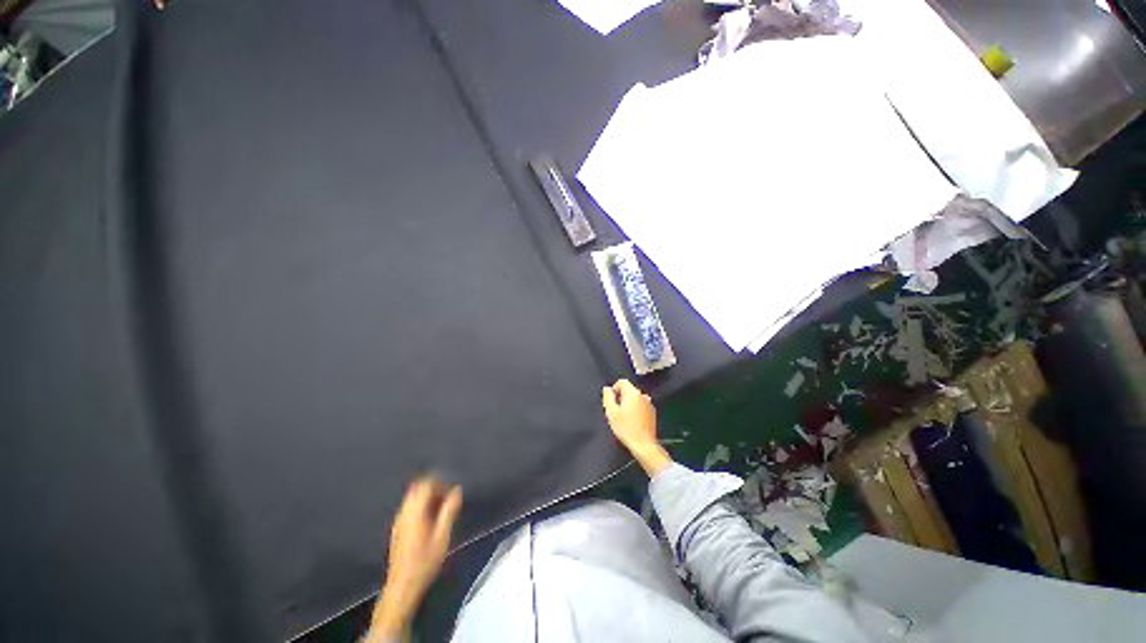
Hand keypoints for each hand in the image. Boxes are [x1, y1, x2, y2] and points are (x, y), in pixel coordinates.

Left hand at [369, 477, 461, 638]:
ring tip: (442, 510)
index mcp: (415, 512)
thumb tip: (457, 490)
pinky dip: (421, 506)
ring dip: (427, 497)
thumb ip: (449, 511)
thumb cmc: (425, 562)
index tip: (452, 491)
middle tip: (448, 499)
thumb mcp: (442, 536)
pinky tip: (430, 521)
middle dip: (434, 488)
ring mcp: (398, 521)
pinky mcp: (397, 529)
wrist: (402, 587)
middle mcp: (404, 512)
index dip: (440, 483)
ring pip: (413, 498)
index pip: (425, 484)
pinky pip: (409, 508)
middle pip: (417, 488)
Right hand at [602, 379, 671, 475]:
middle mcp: (643, 395)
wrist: (644, 445)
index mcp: (633, 393)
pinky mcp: (652, 412)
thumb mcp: (611, 413)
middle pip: (629, 389)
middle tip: (616, 411)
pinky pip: (641, 404)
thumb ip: (608, 397)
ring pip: (635, 397)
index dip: (614, 389)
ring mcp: (649, 403)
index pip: (622, 382)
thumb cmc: (626, 428)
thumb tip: (607, 388)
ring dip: (628, 403)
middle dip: (621, 397)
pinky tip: (633, 421)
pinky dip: (636, 408)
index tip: (612, 402)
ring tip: (624, 417)